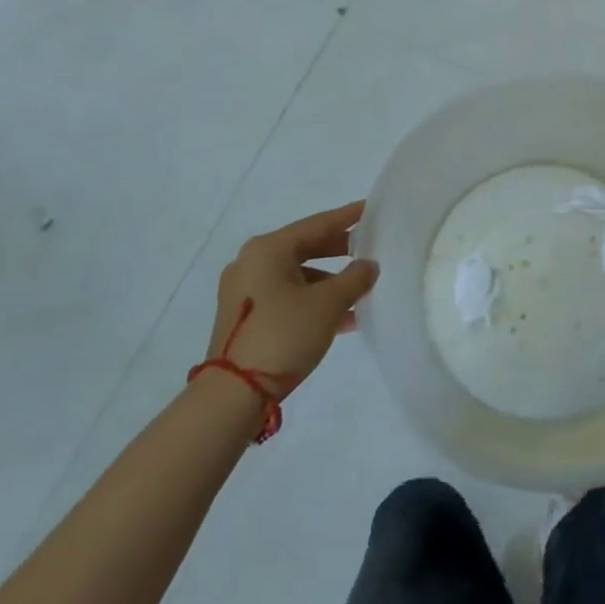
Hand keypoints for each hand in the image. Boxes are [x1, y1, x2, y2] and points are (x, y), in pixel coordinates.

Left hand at [205, 202, 377, 394]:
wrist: (233, 394)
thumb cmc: (284, 334)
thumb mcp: (329, 303)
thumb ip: (355, 277)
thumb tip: (368, 265)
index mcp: (268, 249)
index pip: (317, 224)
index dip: (348, 217)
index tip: (371, 209)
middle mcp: (252, 263)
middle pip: (305, 247)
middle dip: (340, 251)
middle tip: (370, 248)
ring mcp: (245, 291)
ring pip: (298, 276)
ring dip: (330, 282)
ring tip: (362, 292)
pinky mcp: (245, 317)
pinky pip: (287, 297)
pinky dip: (313, 301)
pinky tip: (342, 319)